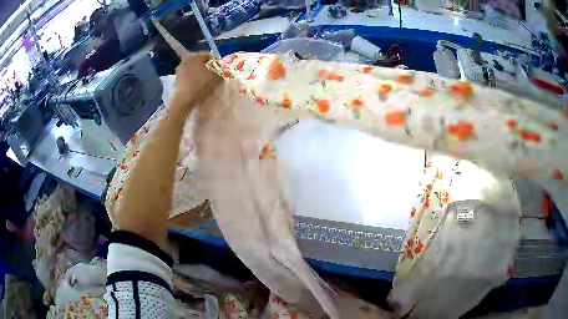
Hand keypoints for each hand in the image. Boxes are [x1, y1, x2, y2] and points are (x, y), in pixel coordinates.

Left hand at [174, 51, 221, 109]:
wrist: (186, 98)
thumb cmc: (201, 84)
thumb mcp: (216, 75)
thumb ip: (221, 68)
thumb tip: (223, 66)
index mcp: (194, 56)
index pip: (208, 55)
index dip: (216, 61)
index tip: (220, 69)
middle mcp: (185, 59)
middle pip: (200, 61)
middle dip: (207, 66)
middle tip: (214, 74)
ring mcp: (180, 69)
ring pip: (194, 67)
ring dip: (200, 71)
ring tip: (206, 79)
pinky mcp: (178, 77)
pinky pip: (189, 74)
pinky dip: (194, 76)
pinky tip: (198, 83)